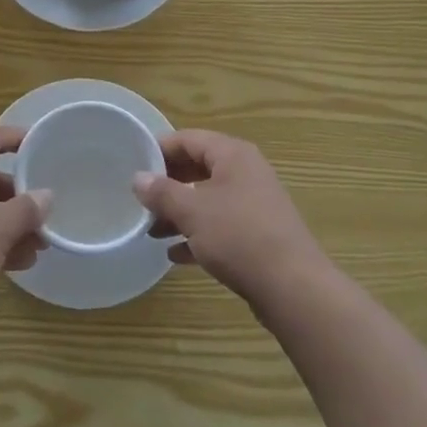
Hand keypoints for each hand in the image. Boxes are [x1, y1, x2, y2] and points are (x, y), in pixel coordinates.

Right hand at [133, 130, 332, 310]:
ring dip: (180, 212)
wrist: (293, 287)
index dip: (160, 149)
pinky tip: (175, 254)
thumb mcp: (192, 211)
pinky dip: (198, 235)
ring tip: (152, 230)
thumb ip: (162, 192)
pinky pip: (221, 226)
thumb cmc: (238, 236)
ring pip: (208, 199)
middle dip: (168, 184)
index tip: (133, 165)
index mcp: (233, 155)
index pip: (189, 139)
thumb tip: (138, 177)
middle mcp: (246, 173)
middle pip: (199, 168)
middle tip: (141, 199)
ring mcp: (254, 204)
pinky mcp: (258, 235)